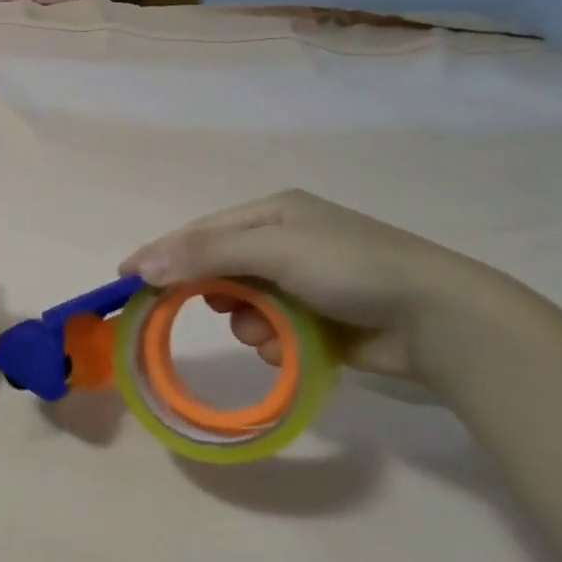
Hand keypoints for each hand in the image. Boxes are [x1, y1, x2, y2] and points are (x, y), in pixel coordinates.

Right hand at [118, 190, 505, 381]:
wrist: (437, 318)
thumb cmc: (351, 268)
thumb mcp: (273, 249)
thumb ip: (204, 253)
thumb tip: (140, 264)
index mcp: (272, 213)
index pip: (199, 232)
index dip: (160, 254)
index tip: (124, 279)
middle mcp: (282, 242)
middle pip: (216, 270)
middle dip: (213, 294)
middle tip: (211, 311)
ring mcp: (300, 283)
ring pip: (240, 306)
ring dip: (246, 323)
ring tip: (269, 333)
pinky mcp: (315, 319)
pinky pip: (268, 331)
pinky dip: (271, 342)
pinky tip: (288, 347)